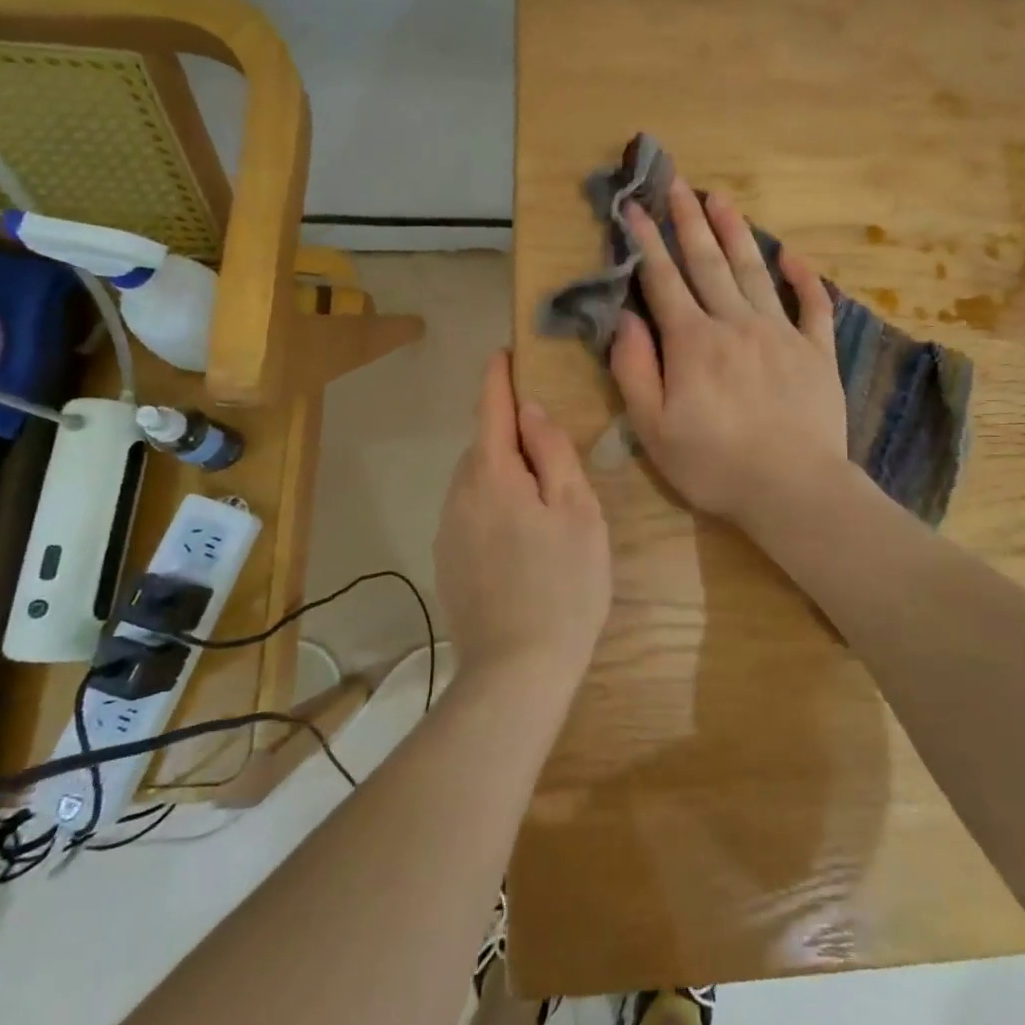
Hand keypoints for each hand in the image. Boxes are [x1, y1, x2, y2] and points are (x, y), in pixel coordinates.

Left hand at [435, 351, 611, 683]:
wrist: (516, 671)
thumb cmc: (563, 585)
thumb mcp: (578, 512)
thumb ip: (553, 453)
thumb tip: (530, 411)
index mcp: (493, 475)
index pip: (491, 409)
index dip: (497, 378)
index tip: (503, 353)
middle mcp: (459, 494)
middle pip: (484, 446)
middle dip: (509, 434)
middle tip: (550, 447)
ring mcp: (447, 530)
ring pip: (475, 481)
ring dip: (502, 473)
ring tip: (540, 499)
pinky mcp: (446, 561)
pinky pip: (469, 512)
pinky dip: (492, 505)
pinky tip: (519, 539)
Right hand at [610, 177, 849, 533]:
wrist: (793, 488)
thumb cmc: (714, 464)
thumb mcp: (653, 428)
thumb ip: (635, 369)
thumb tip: (625, 319)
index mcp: (693, 342)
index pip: (663, 280)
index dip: (647, 242)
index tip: (634, 207)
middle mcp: (735, 323)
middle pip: (708, 262)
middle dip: (689, 220)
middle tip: (678, 182)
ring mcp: (781, 333)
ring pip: (755, 271)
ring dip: (736, 233)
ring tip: (722, 198)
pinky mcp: (816, 352)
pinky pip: (813, 305)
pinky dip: (804, 278)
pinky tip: (793, 255)